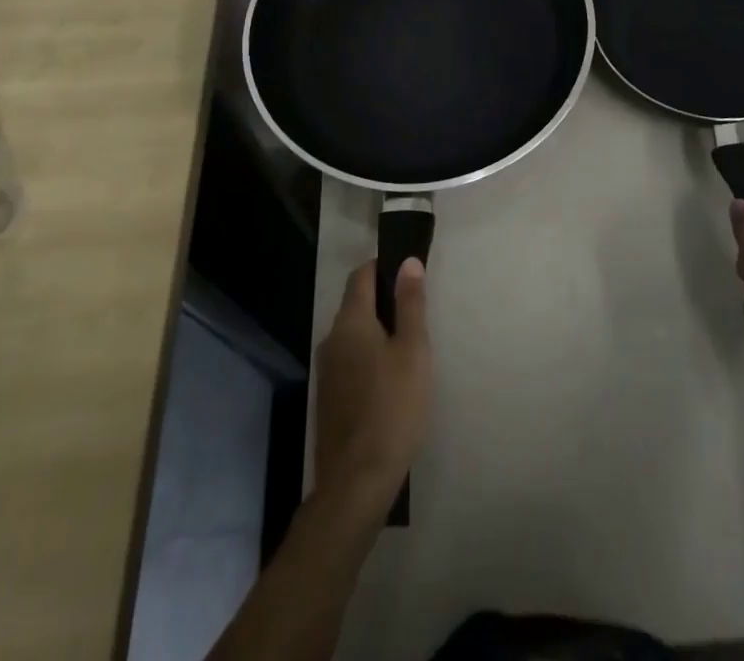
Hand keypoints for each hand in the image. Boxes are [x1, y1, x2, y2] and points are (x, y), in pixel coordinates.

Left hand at [314, 258, 432, 506]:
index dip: (384, 267)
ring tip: (408, 349)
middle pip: (356, 304)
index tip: (409, 274)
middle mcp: (331, 339)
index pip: (362, 275)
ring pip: (353, 335)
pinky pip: (349, 361)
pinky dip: (368, 357)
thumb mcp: (413, 350)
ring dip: (377, 332)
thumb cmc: (393, 407)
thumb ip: (411, 303)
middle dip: (384, 301)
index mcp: (351, 322)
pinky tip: (389, 380)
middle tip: (417, 315)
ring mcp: (326, 371)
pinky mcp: (328, 398)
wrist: (357, 482)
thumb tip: (408, 262)